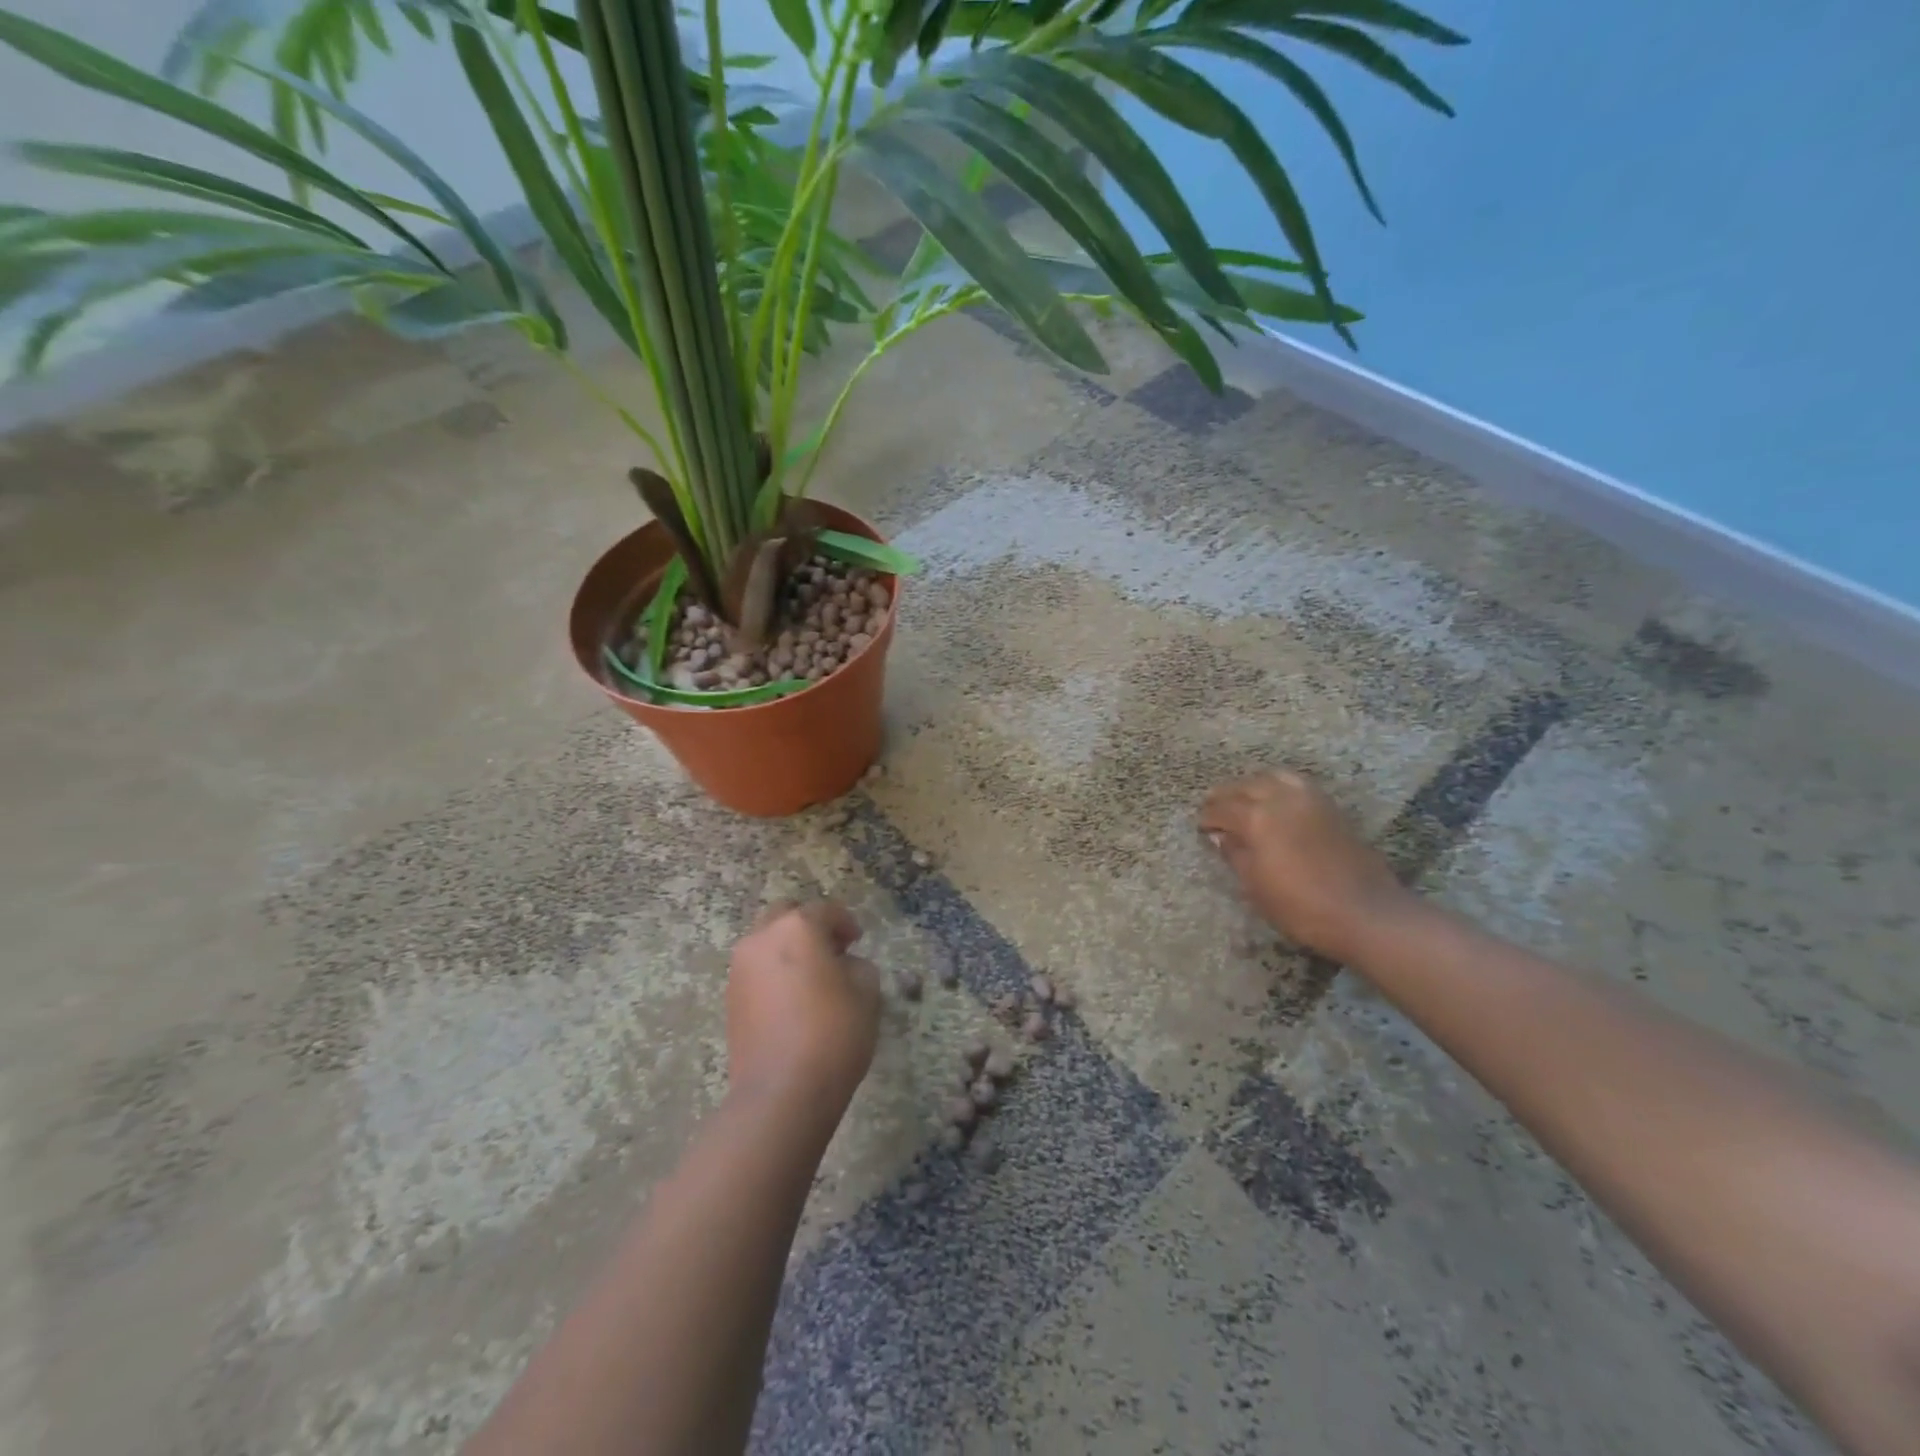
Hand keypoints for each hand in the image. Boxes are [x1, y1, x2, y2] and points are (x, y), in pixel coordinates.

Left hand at [726, 900, 881, 1112]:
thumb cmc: (833, 1034)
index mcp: (797, 928)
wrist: (781, 1092)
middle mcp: (762, 938)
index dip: (845, 922)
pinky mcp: (730, 998)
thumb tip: (843, 966)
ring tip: (812, 978)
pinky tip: (793, 1001)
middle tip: (832, 950)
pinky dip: (774, 973)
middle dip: (809, 926)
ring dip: (788, 949)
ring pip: (766, 942)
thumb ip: (858, 967)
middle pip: (785, 915)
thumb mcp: (867, 994)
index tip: (857, 941)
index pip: (825, 910)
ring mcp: (740, 969)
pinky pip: (756, 970)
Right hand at [1200, 771, 1413, 963]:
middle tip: (1214, 807)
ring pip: (1273, 777)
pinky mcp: (1330, 808)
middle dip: (1226, 795)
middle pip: (1246, 786)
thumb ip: (1235, 855)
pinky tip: (1275, 803)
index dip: (1208, 817)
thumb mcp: (1256, 886)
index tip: (1201, 827)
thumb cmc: (1301, 906)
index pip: (1223, 808)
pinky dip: (1278, 787)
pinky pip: (1296, 785)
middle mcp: (1282, 799)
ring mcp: (1310, 800)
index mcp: (1258, 818)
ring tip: (1244, 799)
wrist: (1365, 913)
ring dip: (1253, 785)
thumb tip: (1220, 836)